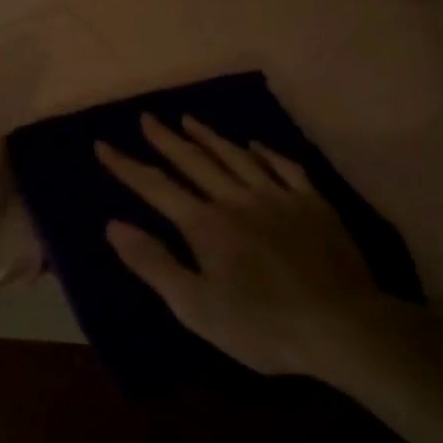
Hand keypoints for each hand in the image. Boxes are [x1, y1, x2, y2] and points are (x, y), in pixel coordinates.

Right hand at [95, 113, 389, 376]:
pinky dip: (265, 152)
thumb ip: (154, 263)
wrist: (339, 324)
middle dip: (166, 139)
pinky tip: (254, 145)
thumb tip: (113, 225)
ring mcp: (278, 196)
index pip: (156, 187)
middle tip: (147, 117)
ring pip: (236, 156)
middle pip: (194, 161)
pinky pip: (284, 167)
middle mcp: (237, 198)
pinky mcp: (312, 202)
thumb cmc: (261, 325)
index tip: (103, 144)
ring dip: (209, 137)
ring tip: (189, 119)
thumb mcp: (196, 307)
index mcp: (206, 224)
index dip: (126, 166)